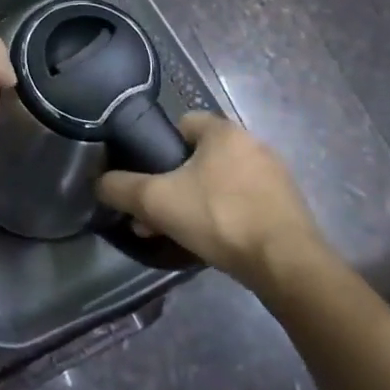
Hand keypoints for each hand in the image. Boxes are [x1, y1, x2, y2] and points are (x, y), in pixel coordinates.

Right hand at [96, 113, 323, 287]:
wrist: (287, 266)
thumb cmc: (219, 217)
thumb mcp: (156, 201)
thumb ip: (120, 188)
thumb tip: (100, 184)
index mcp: (224, 131)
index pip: (183, 123)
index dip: (160, 147)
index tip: (150, 175)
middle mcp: (253, 145)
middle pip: (200, 157)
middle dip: (175, 183)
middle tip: (157, 213)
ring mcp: (276, 178)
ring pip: (222, 182)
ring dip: (198, 202)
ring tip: (181, 233)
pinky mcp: (289, 209)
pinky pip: (245, 204)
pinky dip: (226, 218)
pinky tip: (215, 244)